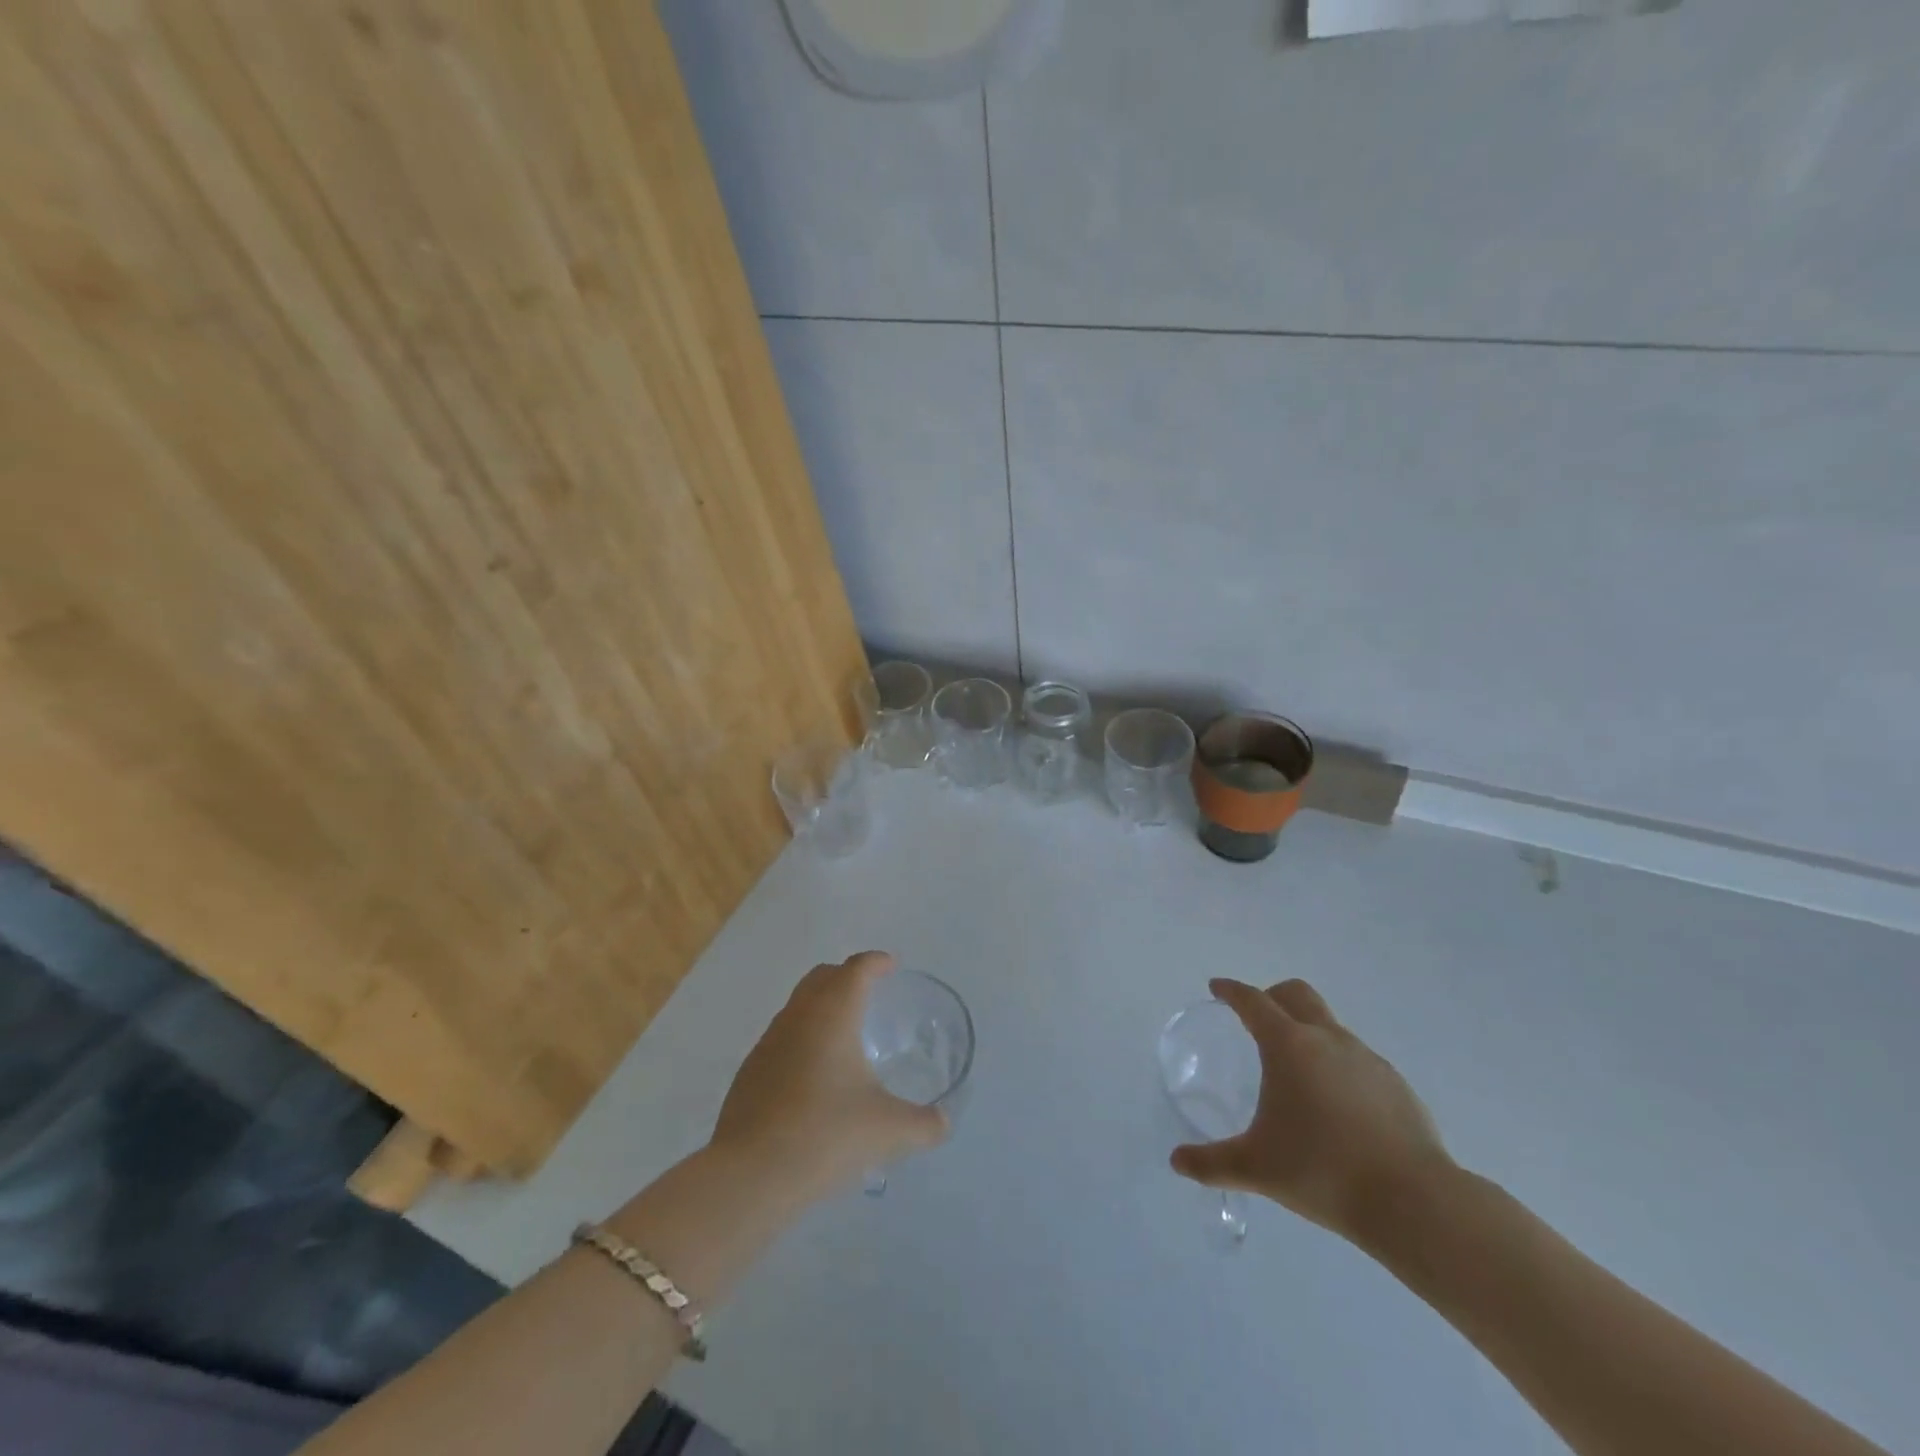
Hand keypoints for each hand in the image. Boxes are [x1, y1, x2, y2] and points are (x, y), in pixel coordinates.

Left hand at [710, 952, 947, 1204]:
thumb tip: (943, 1123)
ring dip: (821, 1008)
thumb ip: (923, 1125)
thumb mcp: (888, 1131)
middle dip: (846, 976)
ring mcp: (768, 1043)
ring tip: (844, 1036)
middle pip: (822, 977)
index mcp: (832, 1014)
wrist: (750, 1175)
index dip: (876, 962)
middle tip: (870, 992)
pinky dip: (802, 1040)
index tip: (891, 966)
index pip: (856, 969)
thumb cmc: (826, 1135)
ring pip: (798, 1006)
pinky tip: (814, 1077)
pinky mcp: (750, 1072)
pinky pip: (781, 1038)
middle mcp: (798, 1017)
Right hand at [1170, 977, 1452, 1242]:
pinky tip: (1337, 1107)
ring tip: (1297, 1072)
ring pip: (1330, 1026)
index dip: (1231, 991)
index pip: (1252, 1001)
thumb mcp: (1256, 1167)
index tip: (1217, 989)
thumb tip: (1177, 1161)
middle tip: (1256, 1018)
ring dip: (1308, 1032)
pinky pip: (1357, 1059)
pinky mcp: (1396, 1085)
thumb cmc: (1322, 1171)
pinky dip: (1338, 1066)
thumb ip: (1211, 1162)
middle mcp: (1327, 1039)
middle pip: (1297, 994)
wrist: (1412, 1202)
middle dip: (1272, 996)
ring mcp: (1367, 1059)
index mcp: (1288, 1045)